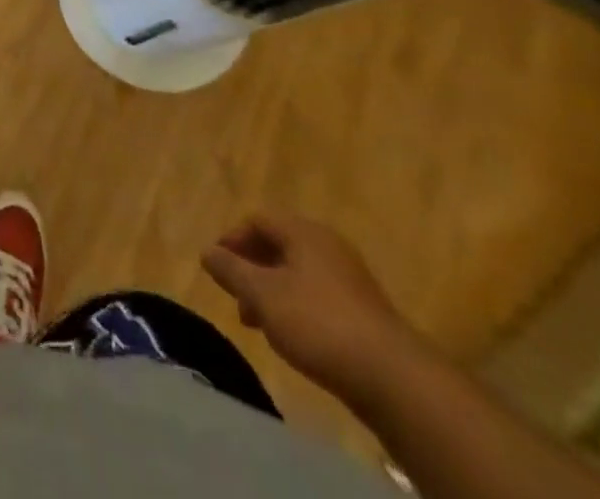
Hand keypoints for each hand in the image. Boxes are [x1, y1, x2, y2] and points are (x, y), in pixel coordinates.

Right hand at [202, 212, 426, 408]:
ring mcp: (350, 278)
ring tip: (259, 323)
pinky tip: (292, 337)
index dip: (232, 239)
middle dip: (251, 269)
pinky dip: (296, 307)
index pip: (257, 220)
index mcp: (303, 231)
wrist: (394, 379)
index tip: (217, 268)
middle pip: (278, 246)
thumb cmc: (318, 323)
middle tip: (236, 298)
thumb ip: (231, 270)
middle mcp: (327, 245)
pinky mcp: (364, 311)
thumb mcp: (262, 295)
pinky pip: (317, 296)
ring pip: (297, 274)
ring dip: (272, 292)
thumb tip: (206, 251)